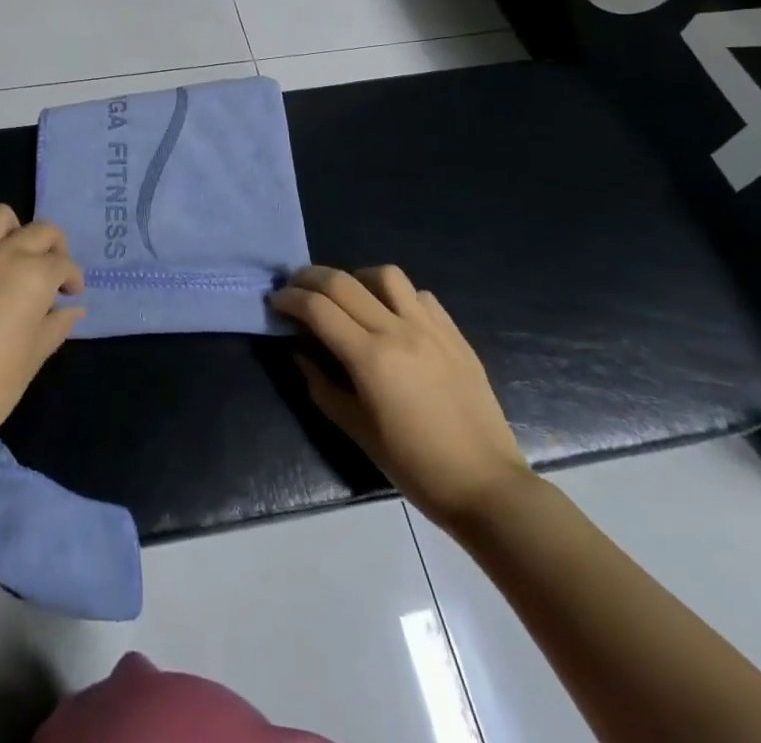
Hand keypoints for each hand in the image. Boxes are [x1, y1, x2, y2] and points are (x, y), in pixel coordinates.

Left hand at [0, 204, 84, 453]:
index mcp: (34, 275)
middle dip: (52, 247)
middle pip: (39, 230)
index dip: (72, 278)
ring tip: (10, 257)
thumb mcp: (33, 357)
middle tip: (49, 271)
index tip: (70, 295)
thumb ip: (55, 326)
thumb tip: (72, 310)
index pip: (63, 263)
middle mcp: (3, 254)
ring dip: (12, 232)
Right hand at [268, 266, 534, 533]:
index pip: (317, 308)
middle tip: (295, 288)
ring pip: (385, 275)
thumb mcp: (356, 430)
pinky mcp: (454, 334)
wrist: (486, 486)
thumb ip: (321, 385)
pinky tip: (391, 315)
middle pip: (343, 281)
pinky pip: (419, 295)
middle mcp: (398, 330)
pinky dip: (396, 295)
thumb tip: (299, 352)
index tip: (275, 302)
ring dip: (356, 277)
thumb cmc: (414, 466)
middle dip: (309, 277)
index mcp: (370, 357)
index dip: (289, 299)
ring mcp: (430, 328)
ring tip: (348, 296)